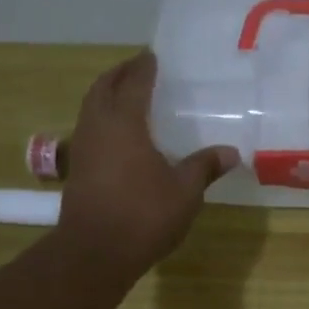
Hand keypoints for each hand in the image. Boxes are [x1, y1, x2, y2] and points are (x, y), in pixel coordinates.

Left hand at [58, 51, 238, 280]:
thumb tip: (231, 152)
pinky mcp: (77, 169)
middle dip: (119, 74)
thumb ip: (204, 167)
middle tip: (137, 68)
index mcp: (124, 123)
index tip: (152, 56)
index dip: (143, 68)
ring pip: (91, 108)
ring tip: (125, 95)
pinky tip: (118, 135)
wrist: (94, 252)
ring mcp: (82, 148)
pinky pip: (89, 129)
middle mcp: (98, 127)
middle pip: (103, 88)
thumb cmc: (143, 215)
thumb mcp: (184, 191)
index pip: (133, 83)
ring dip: (106, 95)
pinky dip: (102, 119)